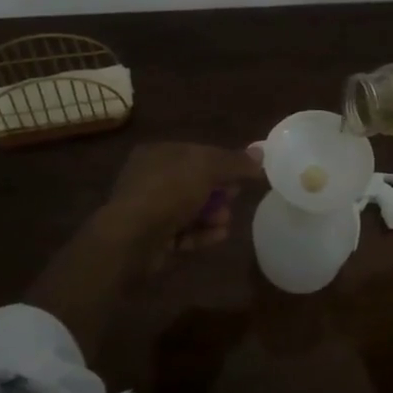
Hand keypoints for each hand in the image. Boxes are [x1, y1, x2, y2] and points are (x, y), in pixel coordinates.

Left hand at [102, 141, 262, 253]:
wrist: (131, 239)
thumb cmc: (168, 192)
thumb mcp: (207, 168)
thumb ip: (235, 161)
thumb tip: (261, 153)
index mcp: (158, 153)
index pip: (196, 153)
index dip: (222, 162)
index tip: (243, 174)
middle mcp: (150, 178)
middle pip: (194, 182)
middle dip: (219, 191)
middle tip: (235, 197)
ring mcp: (149, 210)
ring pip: (189, 209)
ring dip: (212, 214)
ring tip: (226, 222)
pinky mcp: (152, 238)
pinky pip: (183, 232)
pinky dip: (201, 233)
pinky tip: (219, 236)